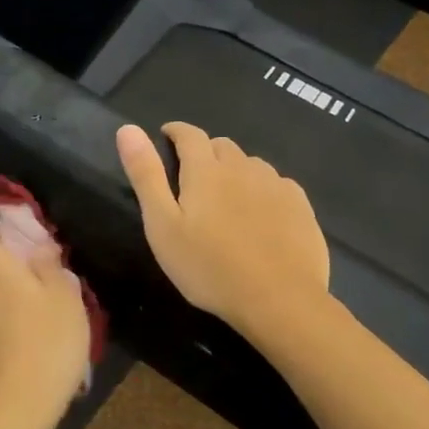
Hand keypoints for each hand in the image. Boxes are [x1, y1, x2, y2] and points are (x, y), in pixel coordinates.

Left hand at [0, 224, 90, 428]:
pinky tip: (38, 342)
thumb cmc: (47, 343)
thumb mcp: (64, 297)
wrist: (17, 409)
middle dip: (11, 265)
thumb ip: (50, 265)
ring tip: (49, 312)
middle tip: (47, 276)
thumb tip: (38, 246)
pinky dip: (11, 324)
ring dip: (14, 296)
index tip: (25, 237)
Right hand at [116, 123, 329, 336]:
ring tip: (228, 198)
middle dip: (205, 152)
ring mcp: (276, 184)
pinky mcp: (300, 205)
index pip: (189, 135)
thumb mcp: (163, 225)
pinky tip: (261, 214)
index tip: (166, 136)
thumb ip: (146, 175)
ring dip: (235, 170)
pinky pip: (277, 184)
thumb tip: (128, 129)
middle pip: (221, 146)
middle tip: (193, 177)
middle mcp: (243, 167)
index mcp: (206, 170)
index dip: (175, 132)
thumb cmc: (210, 267)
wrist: (279, 299)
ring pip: (250, 164)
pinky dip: (262, 189)